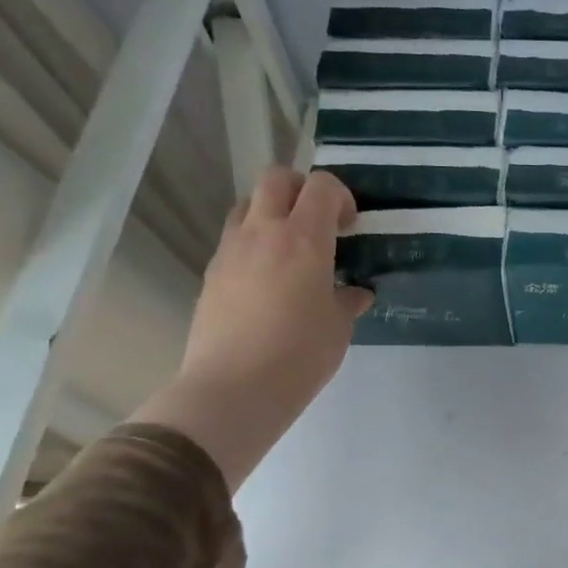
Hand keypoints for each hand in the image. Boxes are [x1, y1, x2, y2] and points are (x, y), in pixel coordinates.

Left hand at [134, 168, 372, 488]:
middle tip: (318, 221)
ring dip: (271, 213)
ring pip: (247, 205)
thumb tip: (355, 294)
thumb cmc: (300, 354)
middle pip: (276, 179)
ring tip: (290, 249)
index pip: (321, 187)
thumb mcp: (338, 328)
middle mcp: (263, 232)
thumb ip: (347, 301)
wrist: (234, 388)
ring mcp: (231, 251)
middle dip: (301, 189)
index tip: (349, 226)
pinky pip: (234, 240)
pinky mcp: (212, 274)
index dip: (340, 196)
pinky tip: (268, 281)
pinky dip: (254, 244)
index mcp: (304, 239)